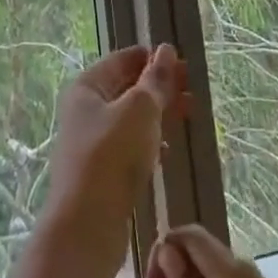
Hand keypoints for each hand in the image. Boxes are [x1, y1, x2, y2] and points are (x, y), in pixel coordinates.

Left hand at [41, 45, 189, 251]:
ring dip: (159, 113)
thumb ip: (156, 80)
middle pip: (127, 88)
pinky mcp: (101, 173)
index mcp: (87, 87)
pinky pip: (129, 146)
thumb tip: (166, 50)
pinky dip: (150, 142)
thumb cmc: (111, 156)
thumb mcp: (140, 110)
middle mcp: (85, 111)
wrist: (86, 227)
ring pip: (131, 118)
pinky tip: (167, 152)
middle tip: (192, 87)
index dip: (151, 57)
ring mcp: (91, 143)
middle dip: (159, 86)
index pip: (122, 60)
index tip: (182, 60)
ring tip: (189, 113)